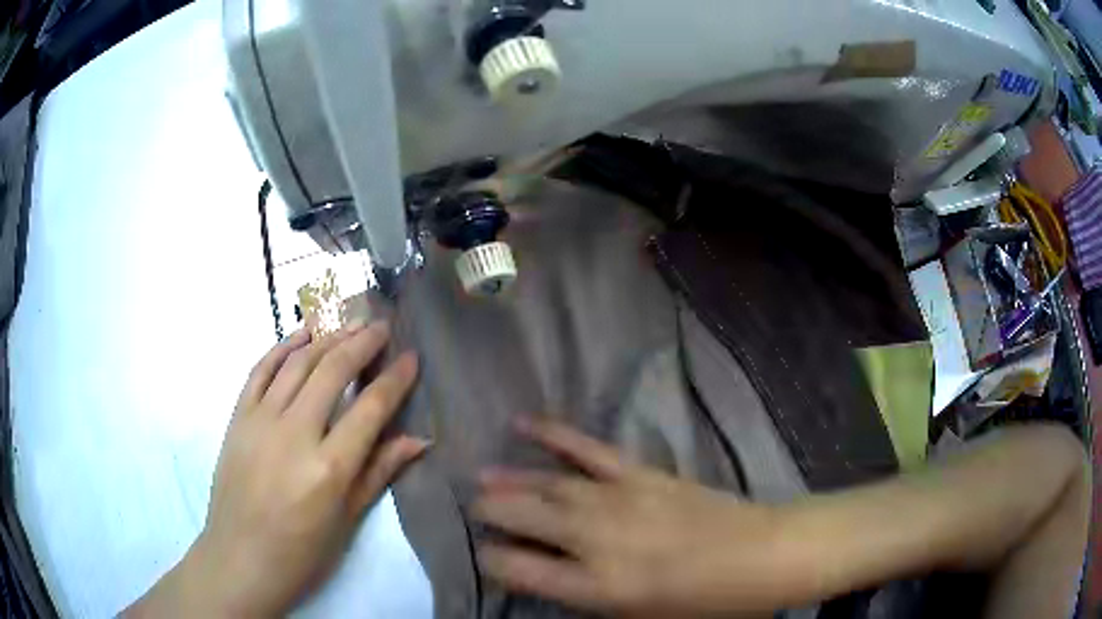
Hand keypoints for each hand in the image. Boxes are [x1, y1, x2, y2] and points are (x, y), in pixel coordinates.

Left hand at [127, 321, 425, 616]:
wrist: (240, 558)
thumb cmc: (301, 552)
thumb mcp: (347, 519)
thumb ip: (379, 472)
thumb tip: (419, 439)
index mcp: (329, 468)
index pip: (370, 408)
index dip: (395, 379)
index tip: (411, 357)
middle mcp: (294, 434)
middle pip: (332, 371)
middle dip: (362, 342)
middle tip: (381, 326)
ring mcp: (260, 420)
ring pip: (297, 362)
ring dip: (326, 337)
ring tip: (349, 323)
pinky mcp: (237, 417)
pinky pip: (260, 369)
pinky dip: (282, 346)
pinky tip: (302, 334)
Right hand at [472, 419, 786, 617]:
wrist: (761, 556)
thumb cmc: (702, 603)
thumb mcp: (639, 618)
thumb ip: (587, 598)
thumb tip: (547, 575)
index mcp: (597, 585)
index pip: (517, 568)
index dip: (493, 560)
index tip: (486, 556)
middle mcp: (597, 539)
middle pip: (524, 517)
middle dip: (491, 512)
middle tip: (475, 509)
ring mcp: (619, 499)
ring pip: (548, 485)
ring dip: (510, 480)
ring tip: (481, 478)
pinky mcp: (641, 474)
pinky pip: (590, 450)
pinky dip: (555, 435)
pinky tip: (525, 423)